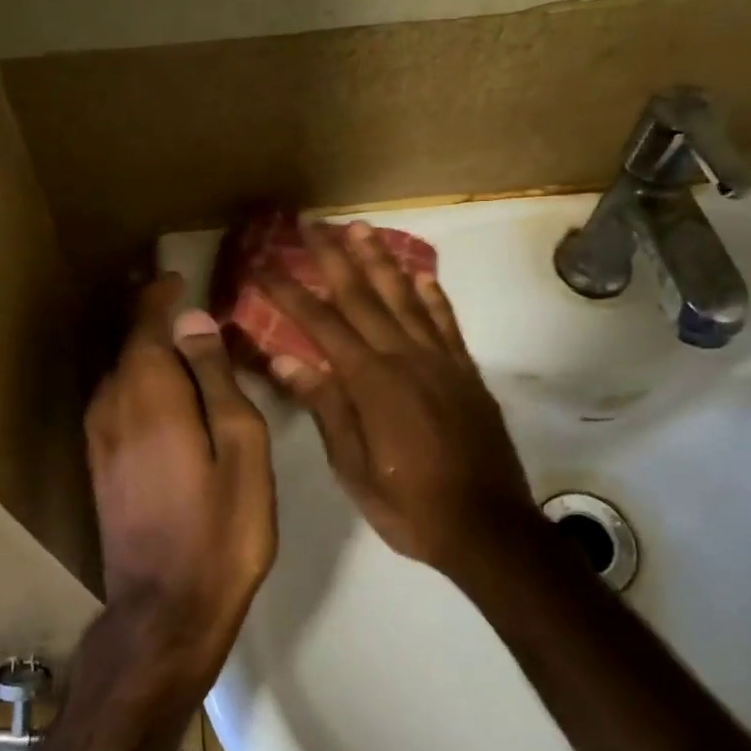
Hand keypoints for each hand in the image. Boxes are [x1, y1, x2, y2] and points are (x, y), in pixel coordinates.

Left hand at [85, 275, 275, 684]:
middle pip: (128, 345)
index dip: (161, 296)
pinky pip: (115, 401)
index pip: (146, 323)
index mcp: (149, 393)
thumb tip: (194, 321)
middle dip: (154, 320)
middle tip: (189, 307)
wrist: (166, 609)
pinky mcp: (98, 465)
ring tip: (182, 345)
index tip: (181, 278)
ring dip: (145, 351)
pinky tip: (163, 395)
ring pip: (119, 373)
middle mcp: (111, 405)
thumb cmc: (221, 528)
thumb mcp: (241, 447)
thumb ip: (216, 379)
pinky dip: (137, 383)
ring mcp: (98, 437)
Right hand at [260, 222, 538, 571]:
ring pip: (405, 297)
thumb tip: (284, 358)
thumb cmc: (409, 505)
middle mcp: (405, 357)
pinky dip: (433, 295)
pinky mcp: (466, 372)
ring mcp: (440, 361)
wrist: (488, 528)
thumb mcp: (352, 467)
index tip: (262, 263)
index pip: (320, 323)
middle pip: (362, 295)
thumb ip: (324, 407)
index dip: (288, 290)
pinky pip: (446, 323)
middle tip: (311, 223)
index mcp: (370, 381)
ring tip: (360, 229)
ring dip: (380, 260)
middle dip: (332, 257)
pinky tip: (420, 275)